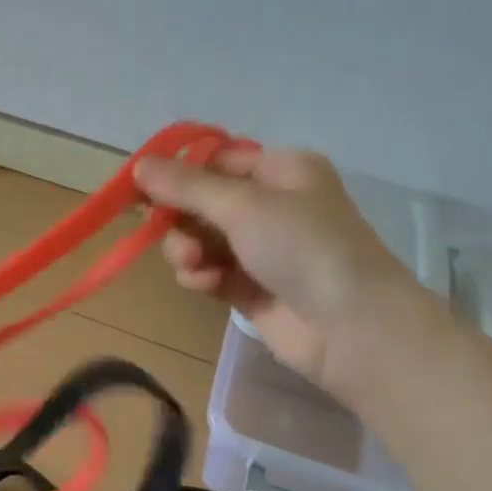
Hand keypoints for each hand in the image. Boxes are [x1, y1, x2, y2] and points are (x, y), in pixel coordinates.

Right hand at [134, 148, 430, 395]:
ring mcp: (262, 250)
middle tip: (163, 232)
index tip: (139, 189)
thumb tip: (138, 166)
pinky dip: (202, 277)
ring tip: (193, 265)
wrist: (353, 328)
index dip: (177, 174)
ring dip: (187, 251)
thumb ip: (186, 186)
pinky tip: (206, 285)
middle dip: (180, 219)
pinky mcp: (252, 289)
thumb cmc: (304, 248)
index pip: (215, 161)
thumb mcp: (243, 205)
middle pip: (202, 203)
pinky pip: (211, 273)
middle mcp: (272, 206)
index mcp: (281, 171)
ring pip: (201, 240)